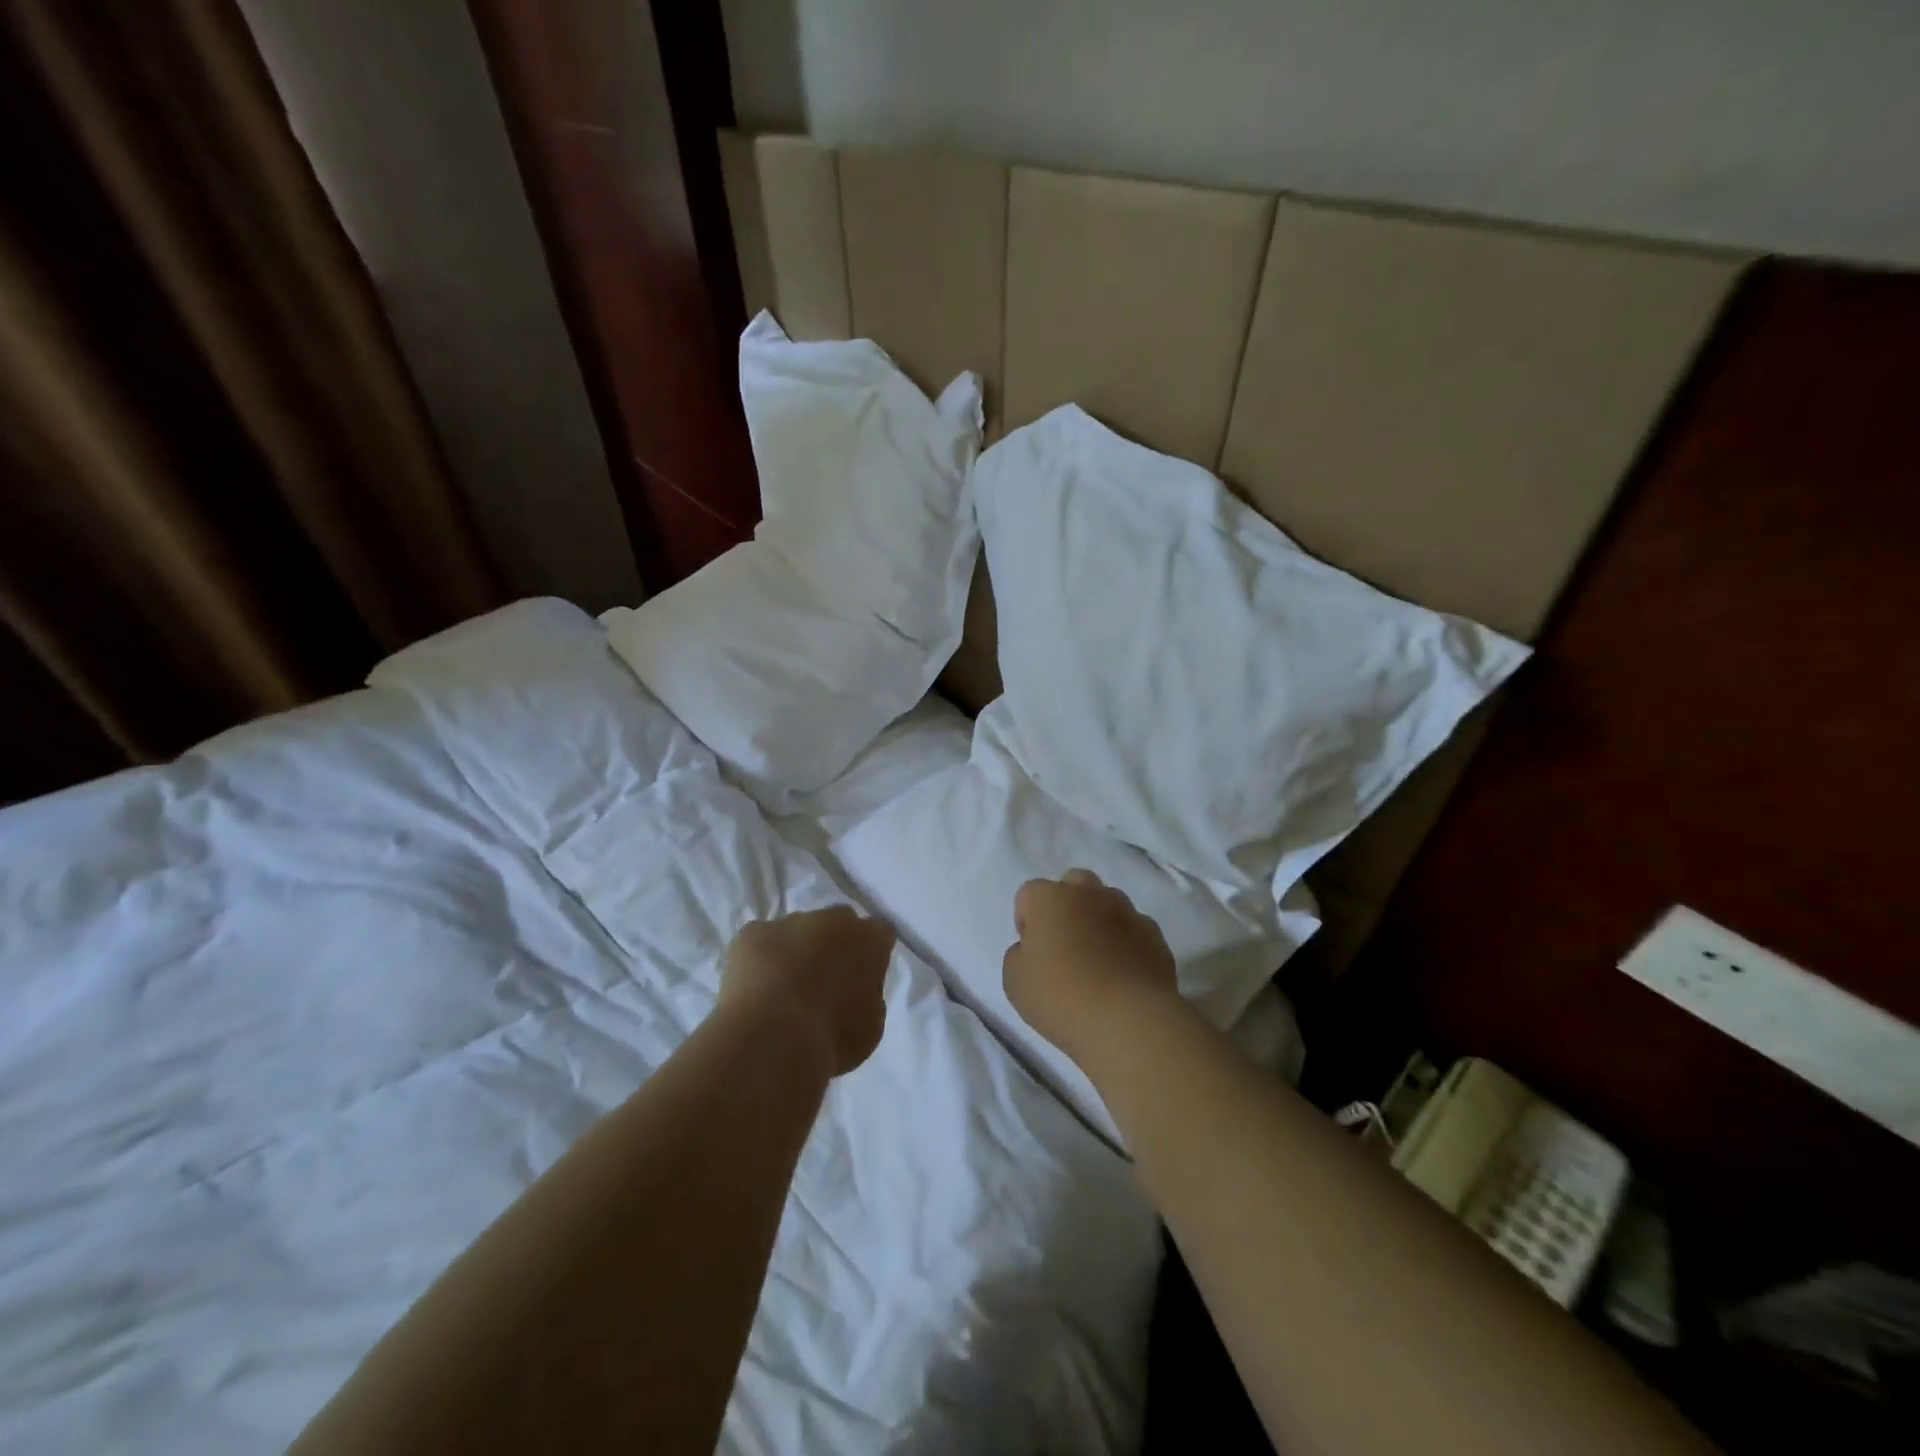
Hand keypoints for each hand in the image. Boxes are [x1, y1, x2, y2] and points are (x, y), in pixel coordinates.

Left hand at [720, 906, 894, 1076]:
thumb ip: (868, 994)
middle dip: (833, 945)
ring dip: (794, 951)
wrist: (773, 1038)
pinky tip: (754, 990)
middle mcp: (833, 919)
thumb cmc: (833, 1037)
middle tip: (822, 982)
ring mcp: (790, 921)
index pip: (879, 935)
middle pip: (837, 924)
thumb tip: (854, 989)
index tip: (861, 978)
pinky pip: (759, 942)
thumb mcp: (870, 1024)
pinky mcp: (752, 933)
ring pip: (796, 931)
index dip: (869, 955)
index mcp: (870, 939)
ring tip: (781, 992)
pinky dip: (758, 960)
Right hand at [1002, 869, 1178, 1065]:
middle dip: (1066, 906)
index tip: (1032, 951)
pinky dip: (1126, 943)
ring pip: (1108, 902)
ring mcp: (1127, 912)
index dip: (1027, 920)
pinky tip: (1123, 974)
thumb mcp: (1015, 981)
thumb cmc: (1061, 996)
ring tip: (1097, 960)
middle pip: (1073, 884)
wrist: (1128, 1019)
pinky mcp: (1155, 935)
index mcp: (1051, 898)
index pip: (1030, 893)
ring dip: (1099, 920)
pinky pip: (1134, 929)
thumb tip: (1034, 948)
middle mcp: (1090, 894)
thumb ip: (1018, 954)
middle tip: (1064, 945)